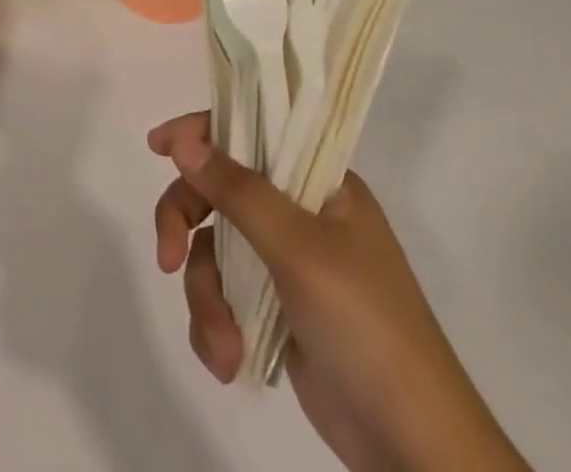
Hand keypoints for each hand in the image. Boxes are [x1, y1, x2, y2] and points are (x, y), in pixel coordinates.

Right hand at [148, 113, 527, 471]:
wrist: (412, 447)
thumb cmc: (364, 324)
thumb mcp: (299, 248)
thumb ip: (238, 190)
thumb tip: (183, 141)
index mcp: (319, 181)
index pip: (252, 130)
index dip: (202, 131)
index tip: (157, 146)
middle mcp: (299, 212)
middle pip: (219, 192)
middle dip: (186, 224)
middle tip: (165, 256)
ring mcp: (285, 263)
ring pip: (213, 250)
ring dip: (206, 298)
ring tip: (224, 347)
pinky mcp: (274, 311)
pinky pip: (223, 296)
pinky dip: (216, 327)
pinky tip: (230, 362)